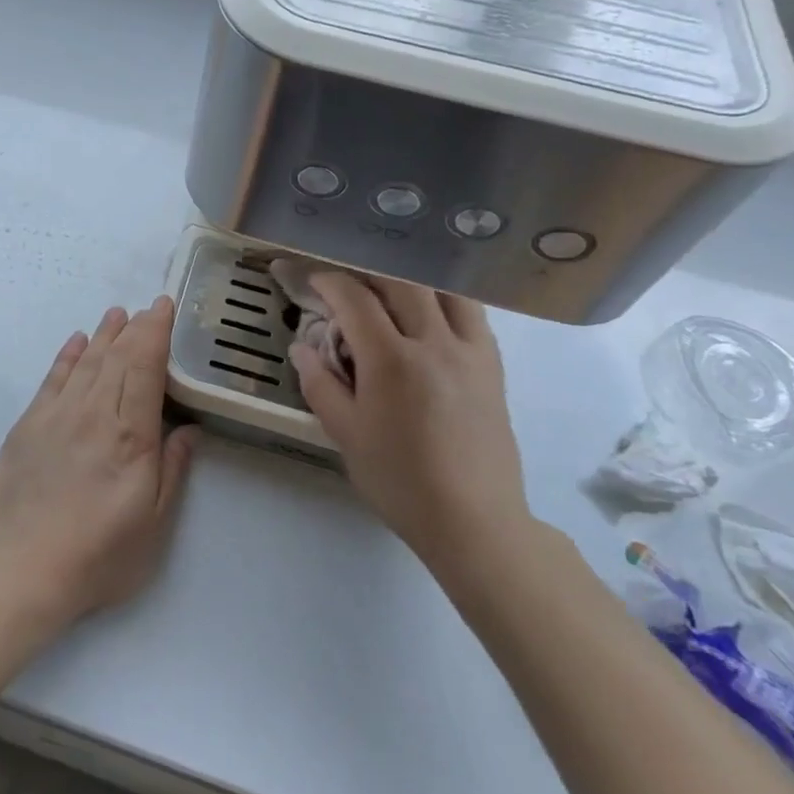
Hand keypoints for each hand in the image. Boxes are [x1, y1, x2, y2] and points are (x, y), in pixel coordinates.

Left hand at [0, 298, 197, 624]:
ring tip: (116, 315)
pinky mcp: (27, 427)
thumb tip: (188, 429)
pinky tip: (75, 342)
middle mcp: (93, 413)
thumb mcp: (152, 524)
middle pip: (116, 358)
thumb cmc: (98, 555)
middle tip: (146, 308)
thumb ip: (172, 470)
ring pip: (85, 362)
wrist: (20, 571)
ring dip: (103, 336)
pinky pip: (51, 380)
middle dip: (134, 329)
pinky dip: (66, 357)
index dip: (155, 333)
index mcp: (129, 435)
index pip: (144, 367)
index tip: (163, 307)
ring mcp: (56, 416)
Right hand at [289, 274, 533, 582]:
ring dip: (411, 279)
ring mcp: (470, 351)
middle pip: (400, 282)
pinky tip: (431, 314)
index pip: (356, 299)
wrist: (473, 520)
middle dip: (367, 272)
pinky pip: (471, 314)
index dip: (330, 281)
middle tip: (347, 281)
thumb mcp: (345, 435)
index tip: (313, 280)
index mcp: (392, 360)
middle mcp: (434, 343)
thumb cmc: (400, 481)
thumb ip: (320, 384)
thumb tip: (301, 346)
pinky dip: (445, 300)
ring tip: (391, 290)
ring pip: (443, 289)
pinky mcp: (492, 366)